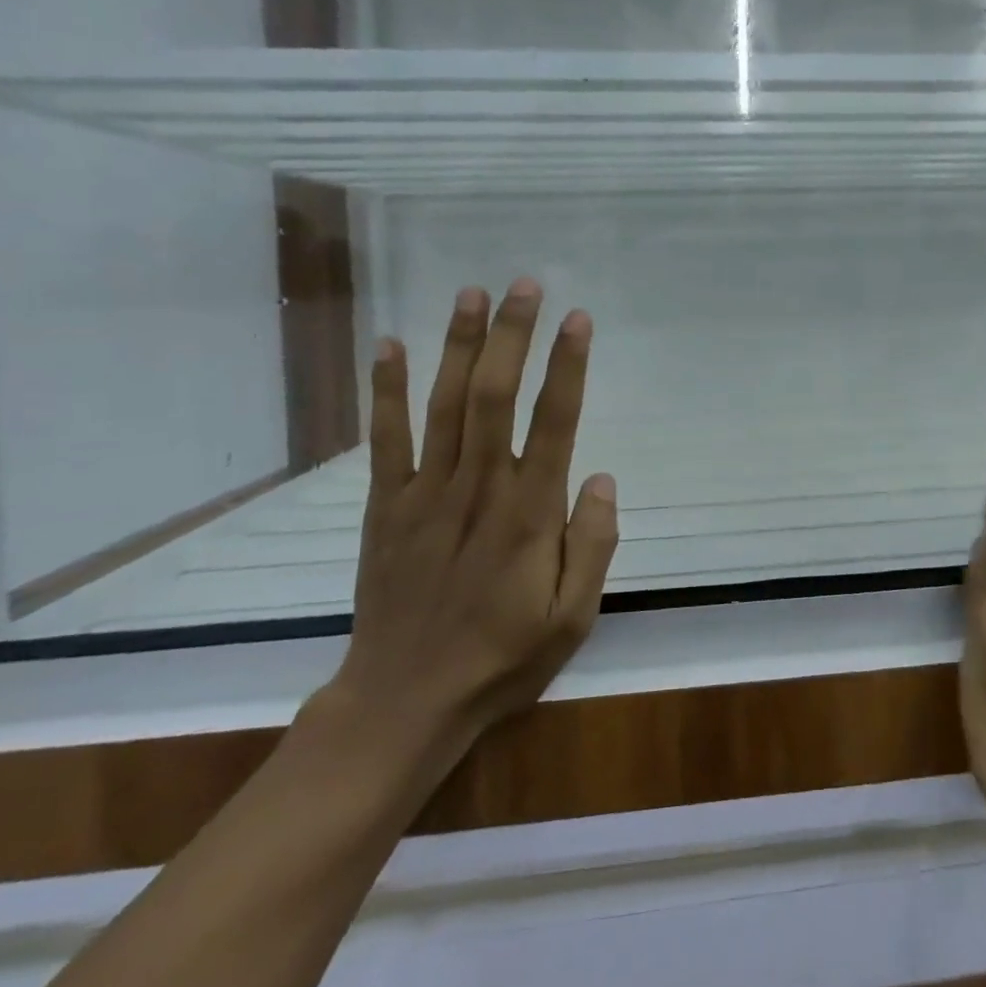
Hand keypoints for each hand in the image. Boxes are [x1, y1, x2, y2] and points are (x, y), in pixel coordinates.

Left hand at [329, 280, 619, 776]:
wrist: (404, 701)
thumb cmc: (502, 658)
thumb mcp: (573, 617)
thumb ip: (593, 544)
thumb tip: (600, 477)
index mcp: (528, 514)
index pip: (553, 423)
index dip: (566, 367)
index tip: (578, 320)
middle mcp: (477, 490)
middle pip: (493, 396)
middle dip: (512, 335)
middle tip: (526, 285)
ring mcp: (424, 494)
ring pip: (443, 405)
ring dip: (458, 345)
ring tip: (471, 293)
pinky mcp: (385, 507)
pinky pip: (385, 440)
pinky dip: (387, 390)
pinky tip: (391, 345)